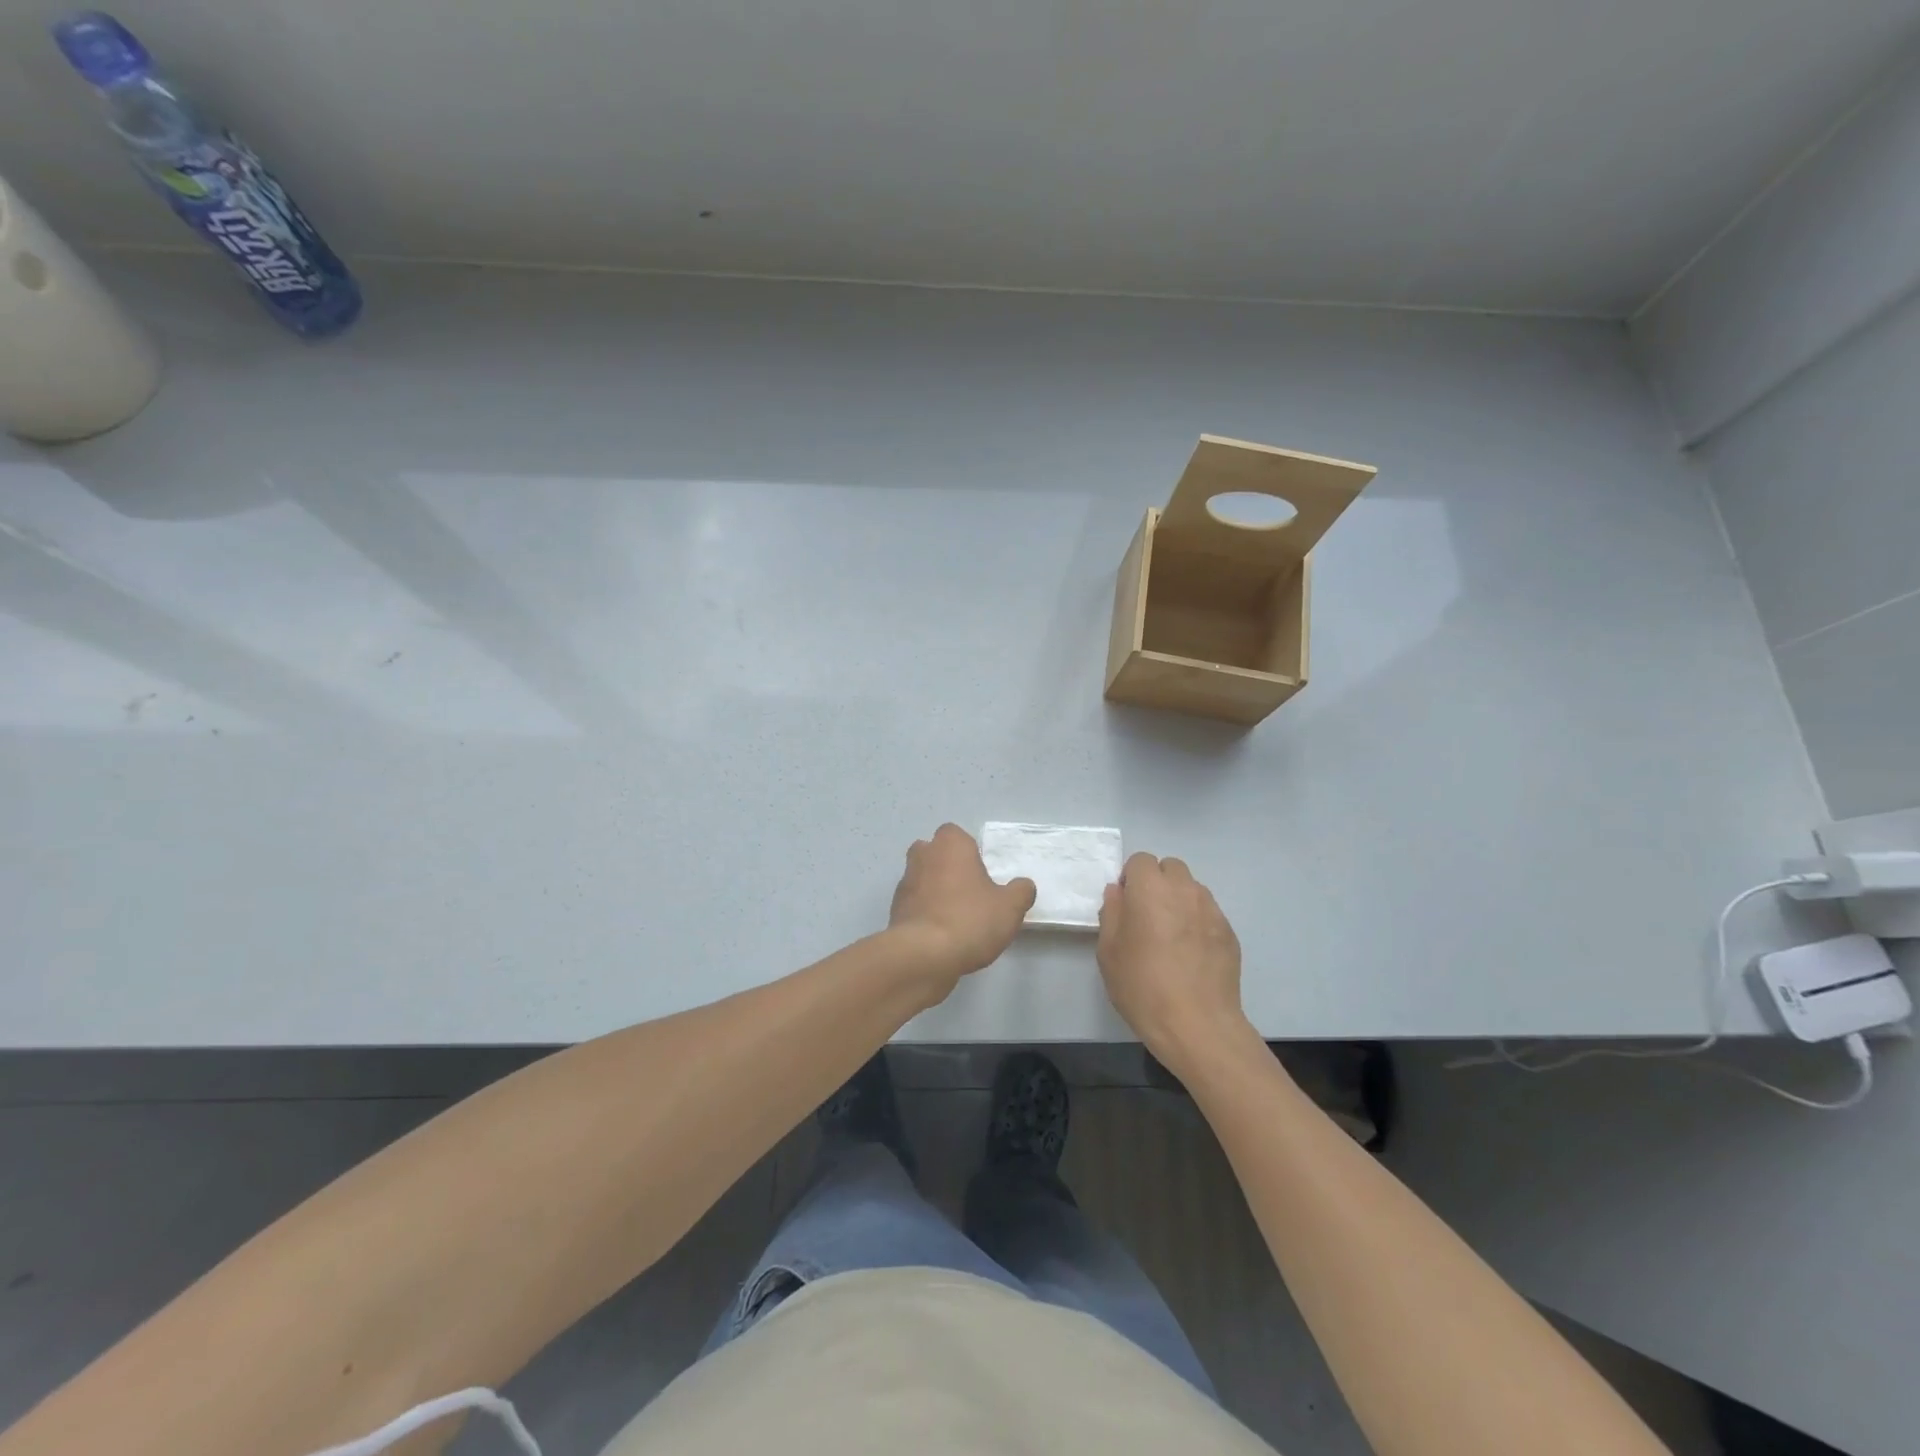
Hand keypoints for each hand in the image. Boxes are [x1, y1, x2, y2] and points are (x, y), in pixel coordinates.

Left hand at [888, 824, 1035, 990]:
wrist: (924, 956)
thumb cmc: (970, 920)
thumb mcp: (1010, 907)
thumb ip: (1021, 892)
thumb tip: (1023, 886)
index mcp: (950, 845)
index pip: (955, 834)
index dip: (967, 850)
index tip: (981, 872)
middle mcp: (923, 856)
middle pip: (933, 852)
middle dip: (947, 866)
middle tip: (968, 890)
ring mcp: (905, 883)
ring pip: (921, 878)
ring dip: (934, 891)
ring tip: (957, 917)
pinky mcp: (895, 911)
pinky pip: (914, 904)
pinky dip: (925, 913)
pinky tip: (941, 935)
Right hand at [1098, 853, 1252, 1076]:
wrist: (1198, 1025)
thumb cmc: (1143, 986)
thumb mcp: (1109, 952)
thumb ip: (1112, 913)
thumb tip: (1119, 893)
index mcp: (1150, 889)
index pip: (1141, 861)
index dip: (1131, 879)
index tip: (1126, 906)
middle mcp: (1184, 890)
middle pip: (1171, 868)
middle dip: (1157, 883)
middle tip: (1147, 917)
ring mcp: (1212, 910)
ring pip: (1192, 889)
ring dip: (1179, 900)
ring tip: (1171, 936)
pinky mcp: (1229, 932)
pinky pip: (1208, 913)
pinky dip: (1197, 922)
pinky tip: (1191, 953)